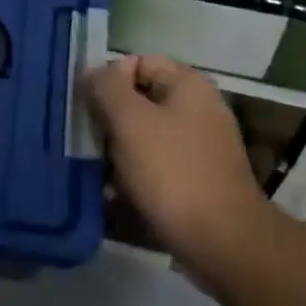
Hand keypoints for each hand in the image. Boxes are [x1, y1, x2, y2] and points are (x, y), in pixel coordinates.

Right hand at [82, 55, 265, 275]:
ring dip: (115, 152)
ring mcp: (198, 149)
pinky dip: (131, 178)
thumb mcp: (130, 121)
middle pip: (138, 101)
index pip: (138, 62)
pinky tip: (110, 195)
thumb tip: (91, 71)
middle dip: (108, 120)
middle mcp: (197, 111)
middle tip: (84, 140)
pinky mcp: (194, 182)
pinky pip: (153, 169)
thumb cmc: (172, 172)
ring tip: (91, 171)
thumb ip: (106, 88)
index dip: (108, 79)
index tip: (86, 106)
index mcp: (188, 86)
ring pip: (142, 138)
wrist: (222, 243)